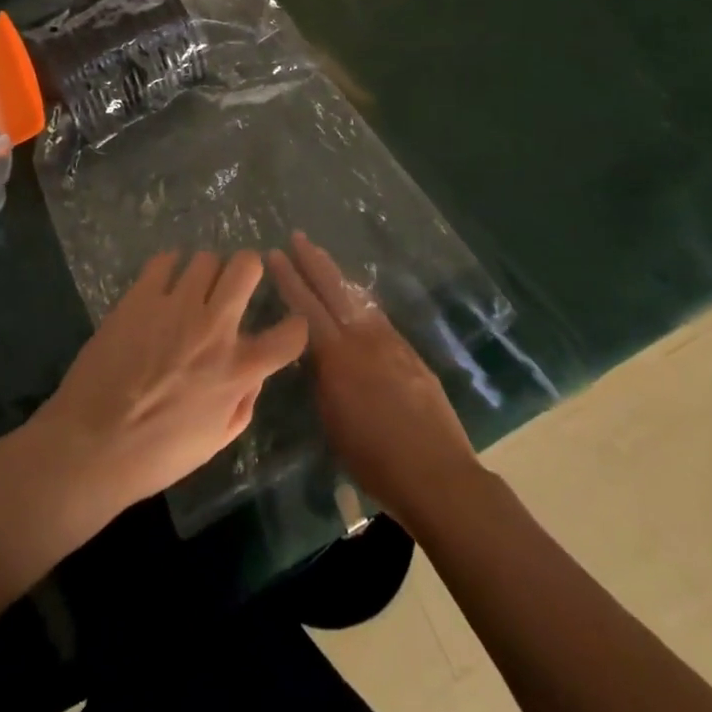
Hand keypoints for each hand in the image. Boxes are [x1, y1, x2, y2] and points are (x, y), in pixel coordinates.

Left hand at [32, 250, 308, 522]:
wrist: (91, 446)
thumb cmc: (156, 456)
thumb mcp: (215, 442)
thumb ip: (243, 403)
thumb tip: (252, 373)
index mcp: (237, 369)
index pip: (291, 333)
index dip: (296, 326)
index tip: (287, 325)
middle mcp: (214, 327)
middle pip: (247, 265)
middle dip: (248, 270)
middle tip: (234, 285)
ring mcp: (175, 305)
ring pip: (206, 258)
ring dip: (206, 273)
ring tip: (192, 289)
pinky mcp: (140, 296)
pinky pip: (164, 260)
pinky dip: (169, 268)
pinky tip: (162, 286)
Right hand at [267, 233, 480, 530]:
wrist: (437, 473)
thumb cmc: (374, 458)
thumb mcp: (333, 421)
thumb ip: (323, 381)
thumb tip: (317, 358)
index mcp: (338, 356)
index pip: (306, 307)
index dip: (289, 279)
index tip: (275, 255)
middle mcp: (364, 339)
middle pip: (335, 290)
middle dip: (313, 261)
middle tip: (297, 237)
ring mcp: (391, 343)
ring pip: (358, 299)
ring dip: (338, 276)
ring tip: (322, 258)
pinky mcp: (410, 354)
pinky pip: (377, 317)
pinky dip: (360, 301)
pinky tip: (356, 300)